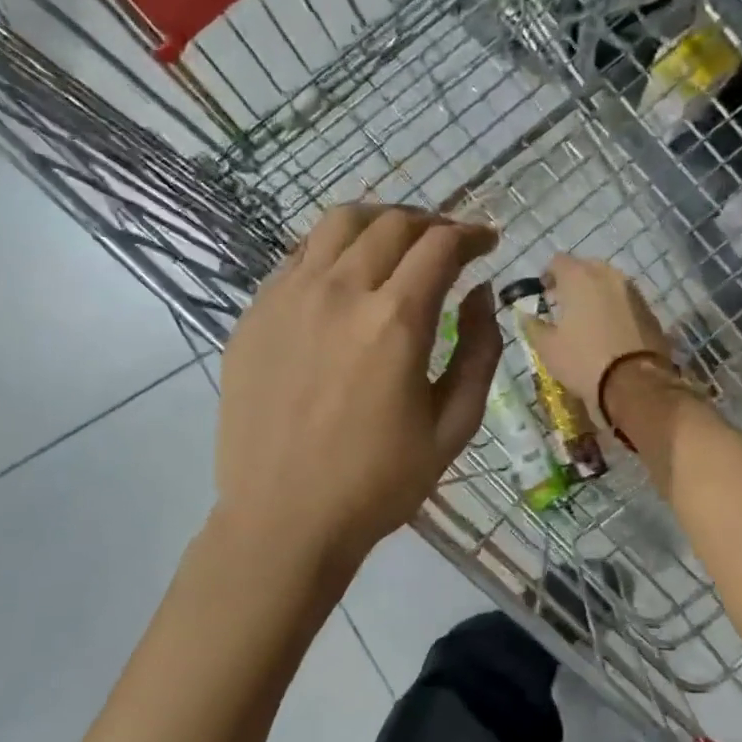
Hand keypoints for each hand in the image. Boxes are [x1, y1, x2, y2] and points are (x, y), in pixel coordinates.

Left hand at [217, 204, 501, 567]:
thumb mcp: (453, 427)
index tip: (487, 243)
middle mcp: (340, 292)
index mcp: (395, 321)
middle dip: (432, 223)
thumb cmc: (379, 483)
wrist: (284, 519)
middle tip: (449, 243)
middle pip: (392, 224)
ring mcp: (289, 298)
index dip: (471, 235)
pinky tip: (345, 272)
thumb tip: (481, 295)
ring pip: (338, 224)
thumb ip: (479, 352)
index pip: (440, 247)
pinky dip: (333, 247)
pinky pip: (298, 255)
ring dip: (380, 222)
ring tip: (398, 241)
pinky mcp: (255, 314)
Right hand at [520, 254, 673, 409]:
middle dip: (573, 282)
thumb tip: (526, 316)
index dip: (547, 275)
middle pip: (586, 267)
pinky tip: (609, 330)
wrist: (635, 383)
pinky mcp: (649, 310)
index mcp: (579, 278)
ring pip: (609, 282)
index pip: (558, 261)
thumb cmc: (583, 361)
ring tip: (588, 318)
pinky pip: (626, 300)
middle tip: (564, 305)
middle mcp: (608, 276)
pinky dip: (615, 307)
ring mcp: (633, 291)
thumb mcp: (547, 348)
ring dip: (596, 293)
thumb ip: (533, 326)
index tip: (543, 294)